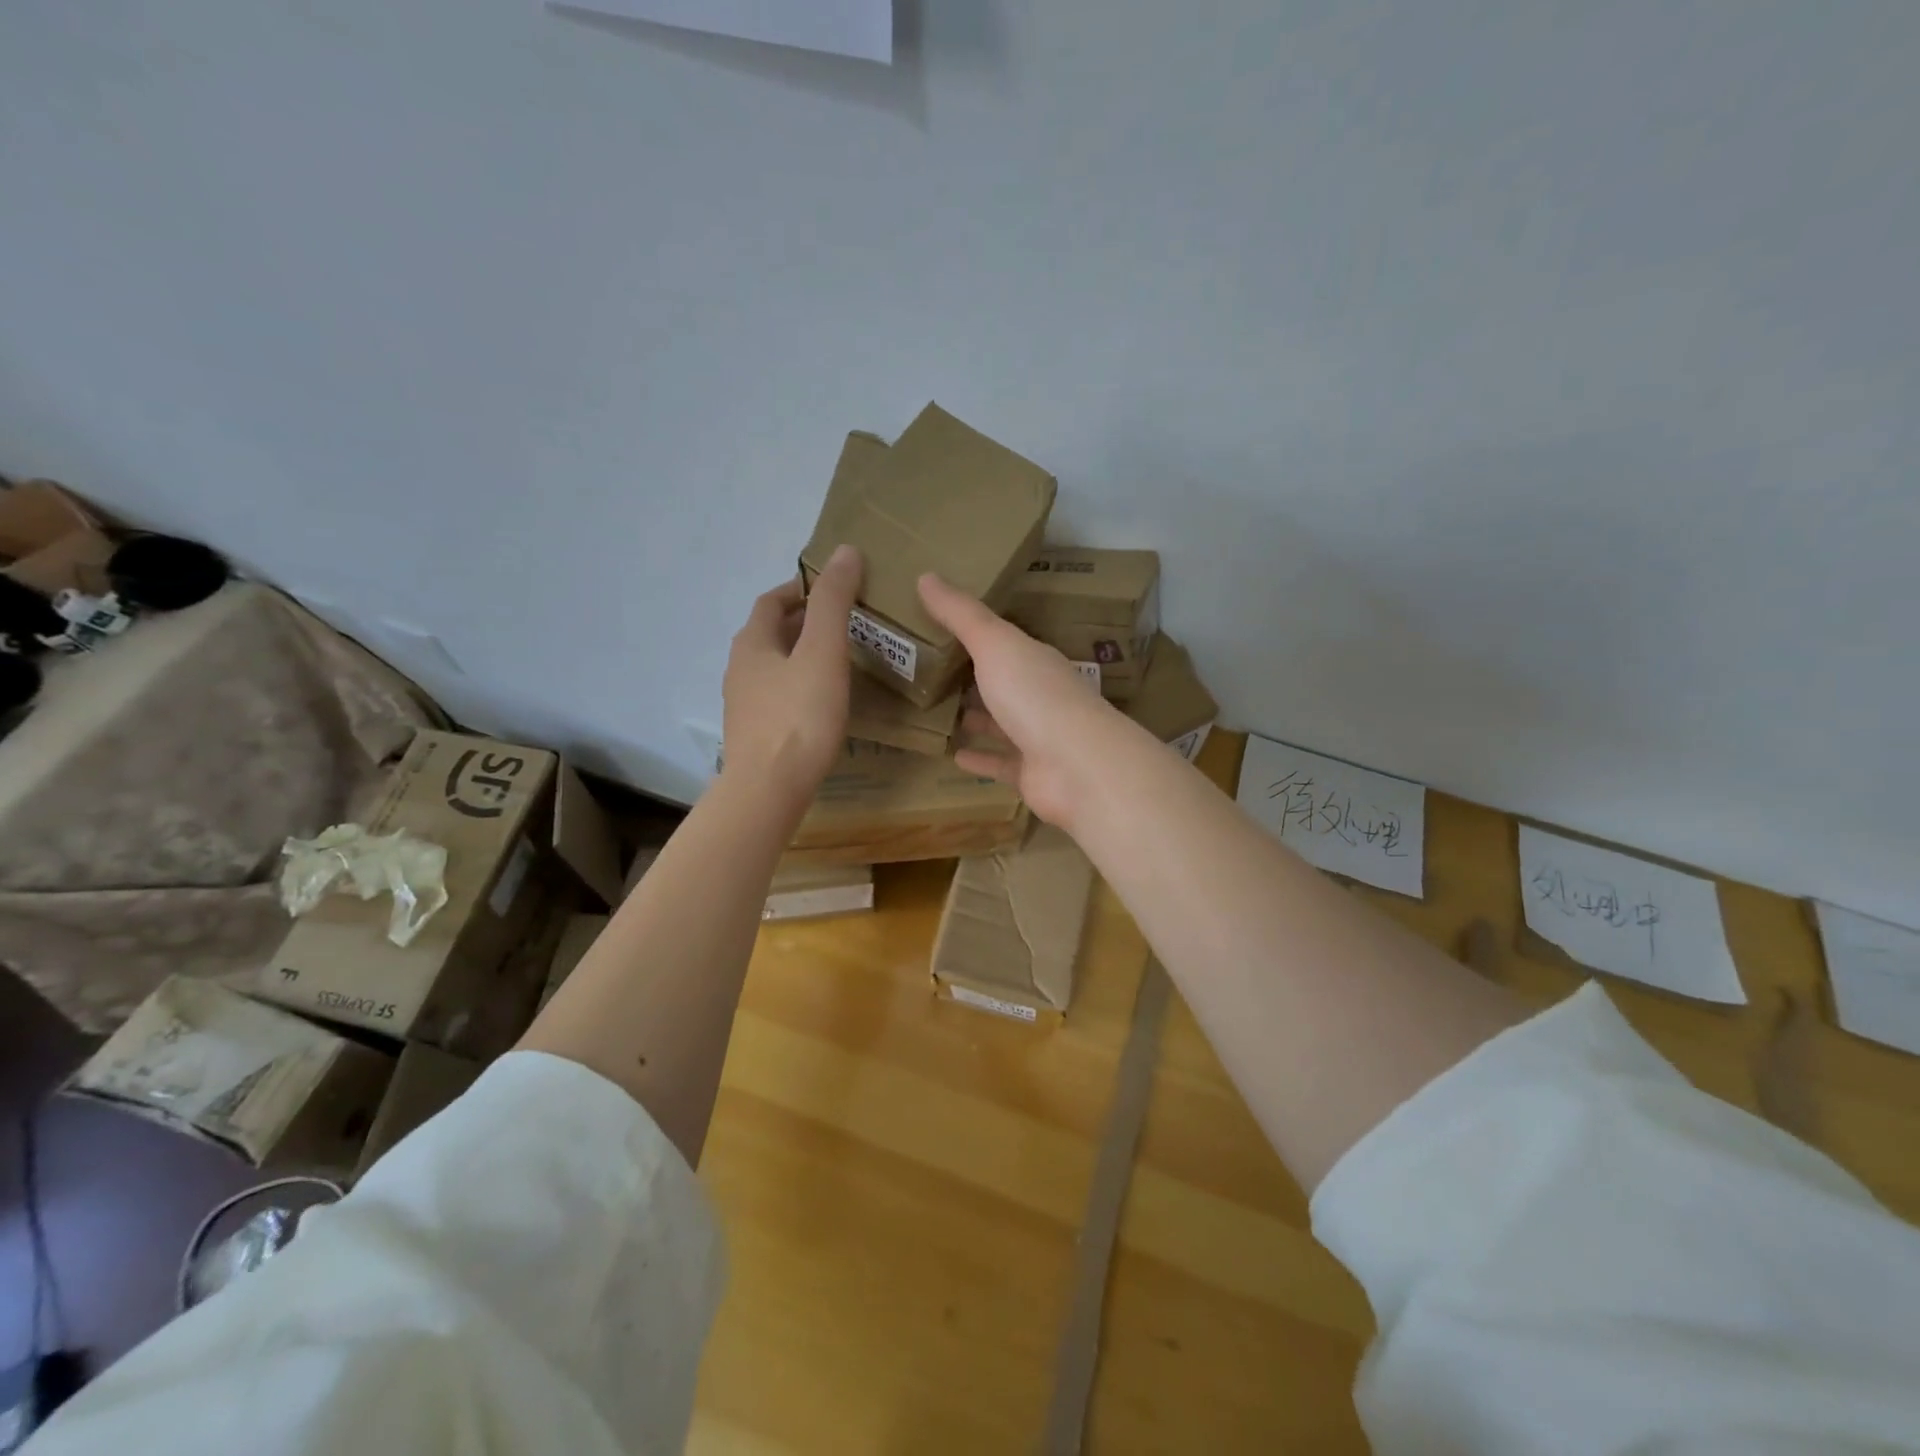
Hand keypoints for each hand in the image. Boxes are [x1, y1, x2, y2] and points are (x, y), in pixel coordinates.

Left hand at [723, 545, 862, 807]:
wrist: (768, 788)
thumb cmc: (799, 715)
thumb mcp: (823, 652)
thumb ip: (834, 602)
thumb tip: (845, 551)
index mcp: (752, 642)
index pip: (773, 601)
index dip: (801, 589)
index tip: (833, 590)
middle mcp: (739, 668)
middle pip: (770, 633)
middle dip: (803, 622)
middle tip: (844, 624)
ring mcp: (742, 703)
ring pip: (773, 665)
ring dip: (800, 654)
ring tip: (837, 660)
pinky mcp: (753, 733)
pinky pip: (776, 695)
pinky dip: (798, 685)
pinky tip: (821, 702)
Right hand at [918, 572, 1122, 827]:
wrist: (1077, 767)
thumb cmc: (1035, 696)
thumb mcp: (995, 645)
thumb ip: (961, 615)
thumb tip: (925, 576)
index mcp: (1035, 660)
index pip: (1005, 643)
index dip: (976, 636)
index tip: (940, 630)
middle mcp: (1040, 696)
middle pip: (1003, 683)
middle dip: (973, 678)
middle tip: (931, 672)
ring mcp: (1038, 737)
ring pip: (1002, 724)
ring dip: (976, 718)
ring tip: (938, 712)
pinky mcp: (1031, 773)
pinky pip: (1000, 762)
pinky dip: (979, 757)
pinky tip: (953, 754)